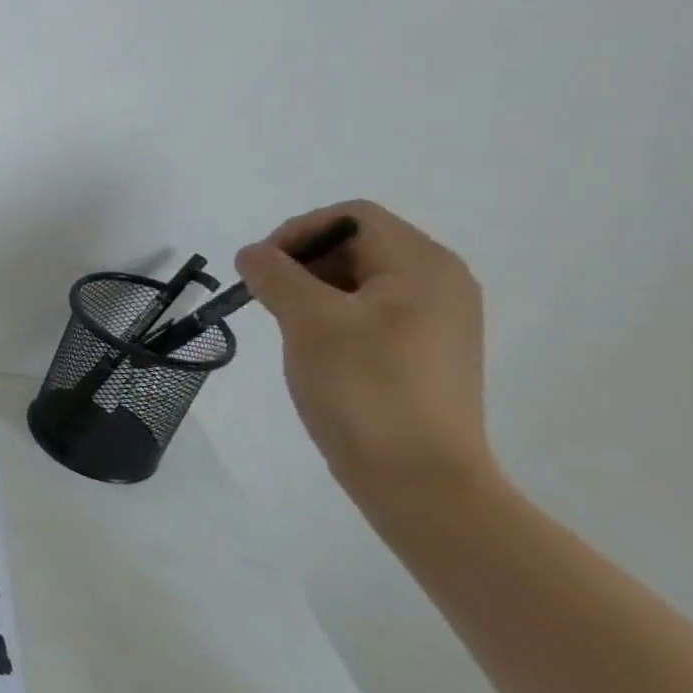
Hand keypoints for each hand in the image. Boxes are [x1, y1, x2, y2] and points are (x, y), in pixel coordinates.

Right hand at [235, 201, 493, 493]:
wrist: (417, 476)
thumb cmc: (363, 387)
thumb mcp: (309, 321)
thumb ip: (276, 275)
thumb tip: (252, 253)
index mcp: (422, 265)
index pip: (352, 217)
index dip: (297, 232)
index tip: (259, 270)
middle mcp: (440, 283)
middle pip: (358, 245)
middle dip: (302, 262)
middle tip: (264, 298)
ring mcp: (436, 320)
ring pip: (360, 281)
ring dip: (312, 290)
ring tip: (284, 326)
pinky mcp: (424, 353)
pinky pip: (371, 313)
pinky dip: (332, 316)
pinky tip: (312, 349)